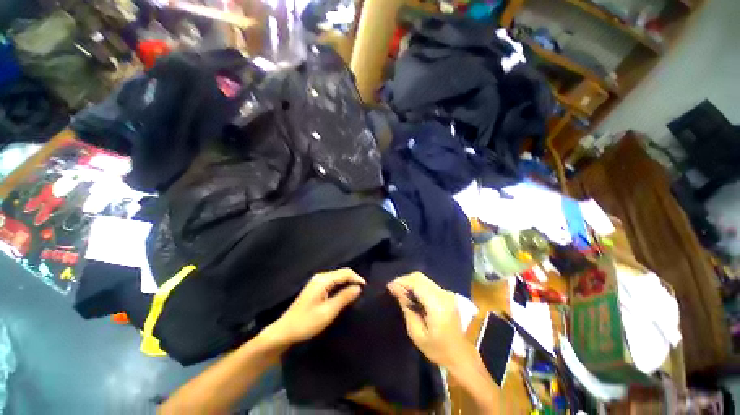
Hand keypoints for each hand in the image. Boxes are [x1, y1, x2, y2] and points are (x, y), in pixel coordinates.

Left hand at [261, 269, 364, 347]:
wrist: (285, 331)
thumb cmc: (307, 322)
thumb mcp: (328, 311)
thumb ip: (344, 297)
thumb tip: (358, 287)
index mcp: (323, 280)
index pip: (345, 273)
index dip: (357, 278)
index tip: (366, 288)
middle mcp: (320, 277)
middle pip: (341, 273)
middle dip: (353, 279)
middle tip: (363, 291)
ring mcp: (317, 281)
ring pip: (337, 277)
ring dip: (347, 282)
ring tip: (356, 293)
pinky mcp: (315, 287)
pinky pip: (333, 281)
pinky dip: (341, 285)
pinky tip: (344, 294)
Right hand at [387, 272, 467, 369]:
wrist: (462, 356)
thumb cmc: (438, 350)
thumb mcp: (417, 334)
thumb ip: (407, 308)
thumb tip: (395, 289)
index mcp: (437, 305)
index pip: (416, 283)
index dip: (401, 282)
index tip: (389, 287)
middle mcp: (443, 294)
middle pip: (420, 277)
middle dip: (405, 280)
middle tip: (393, 289)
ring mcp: (447, 293)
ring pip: (424, 279)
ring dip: (411, 282)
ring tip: (400, 292)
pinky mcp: (447, 295)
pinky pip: (428, 284)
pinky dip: (417, 286)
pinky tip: (411, 295)